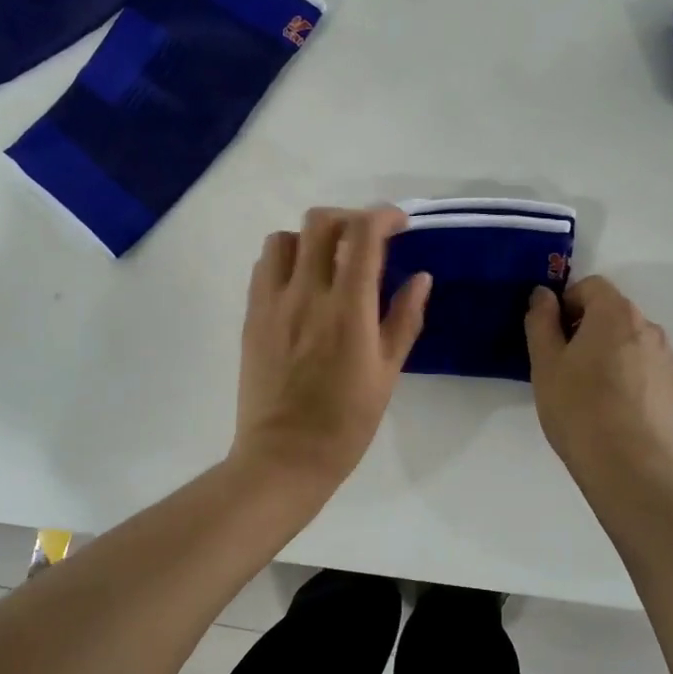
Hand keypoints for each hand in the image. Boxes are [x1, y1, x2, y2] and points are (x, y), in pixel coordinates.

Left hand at [232, 206, 430, 498]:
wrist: (284, 457)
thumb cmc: (346, 422)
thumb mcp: (388, 372)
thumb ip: (404, 318)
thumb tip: (420, 277)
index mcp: (348, 309)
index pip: (363, 235)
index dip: (384, 216)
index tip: (399, 223)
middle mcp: (307, 294)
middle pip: (321, 222)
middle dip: (349, 218)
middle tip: (366, 239)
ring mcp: (272, 303)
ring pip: (285, 237)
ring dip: (312, 237)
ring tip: (329, 260)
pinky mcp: (251, 316)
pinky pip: (264, 266)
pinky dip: (286, 258)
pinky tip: (301, 283)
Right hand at [525, 276, 672, 482]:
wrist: (631, 466)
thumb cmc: (579, 408)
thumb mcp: (545, 363)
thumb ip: (541, 321)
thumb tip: (543, 295)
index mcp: (616, 313)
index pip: (591, 286)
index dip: (567, 303)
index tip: (552, 336)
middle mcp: (648, 327)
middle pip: (612, 313)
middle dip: (586, 329)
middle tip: (564, 366)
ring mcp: (667, 358)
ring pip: (629, 342)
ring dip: (608, 353)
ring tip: (590, 393)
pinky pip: (645, 368)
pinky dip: (628, 377)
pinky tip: (613, 410)